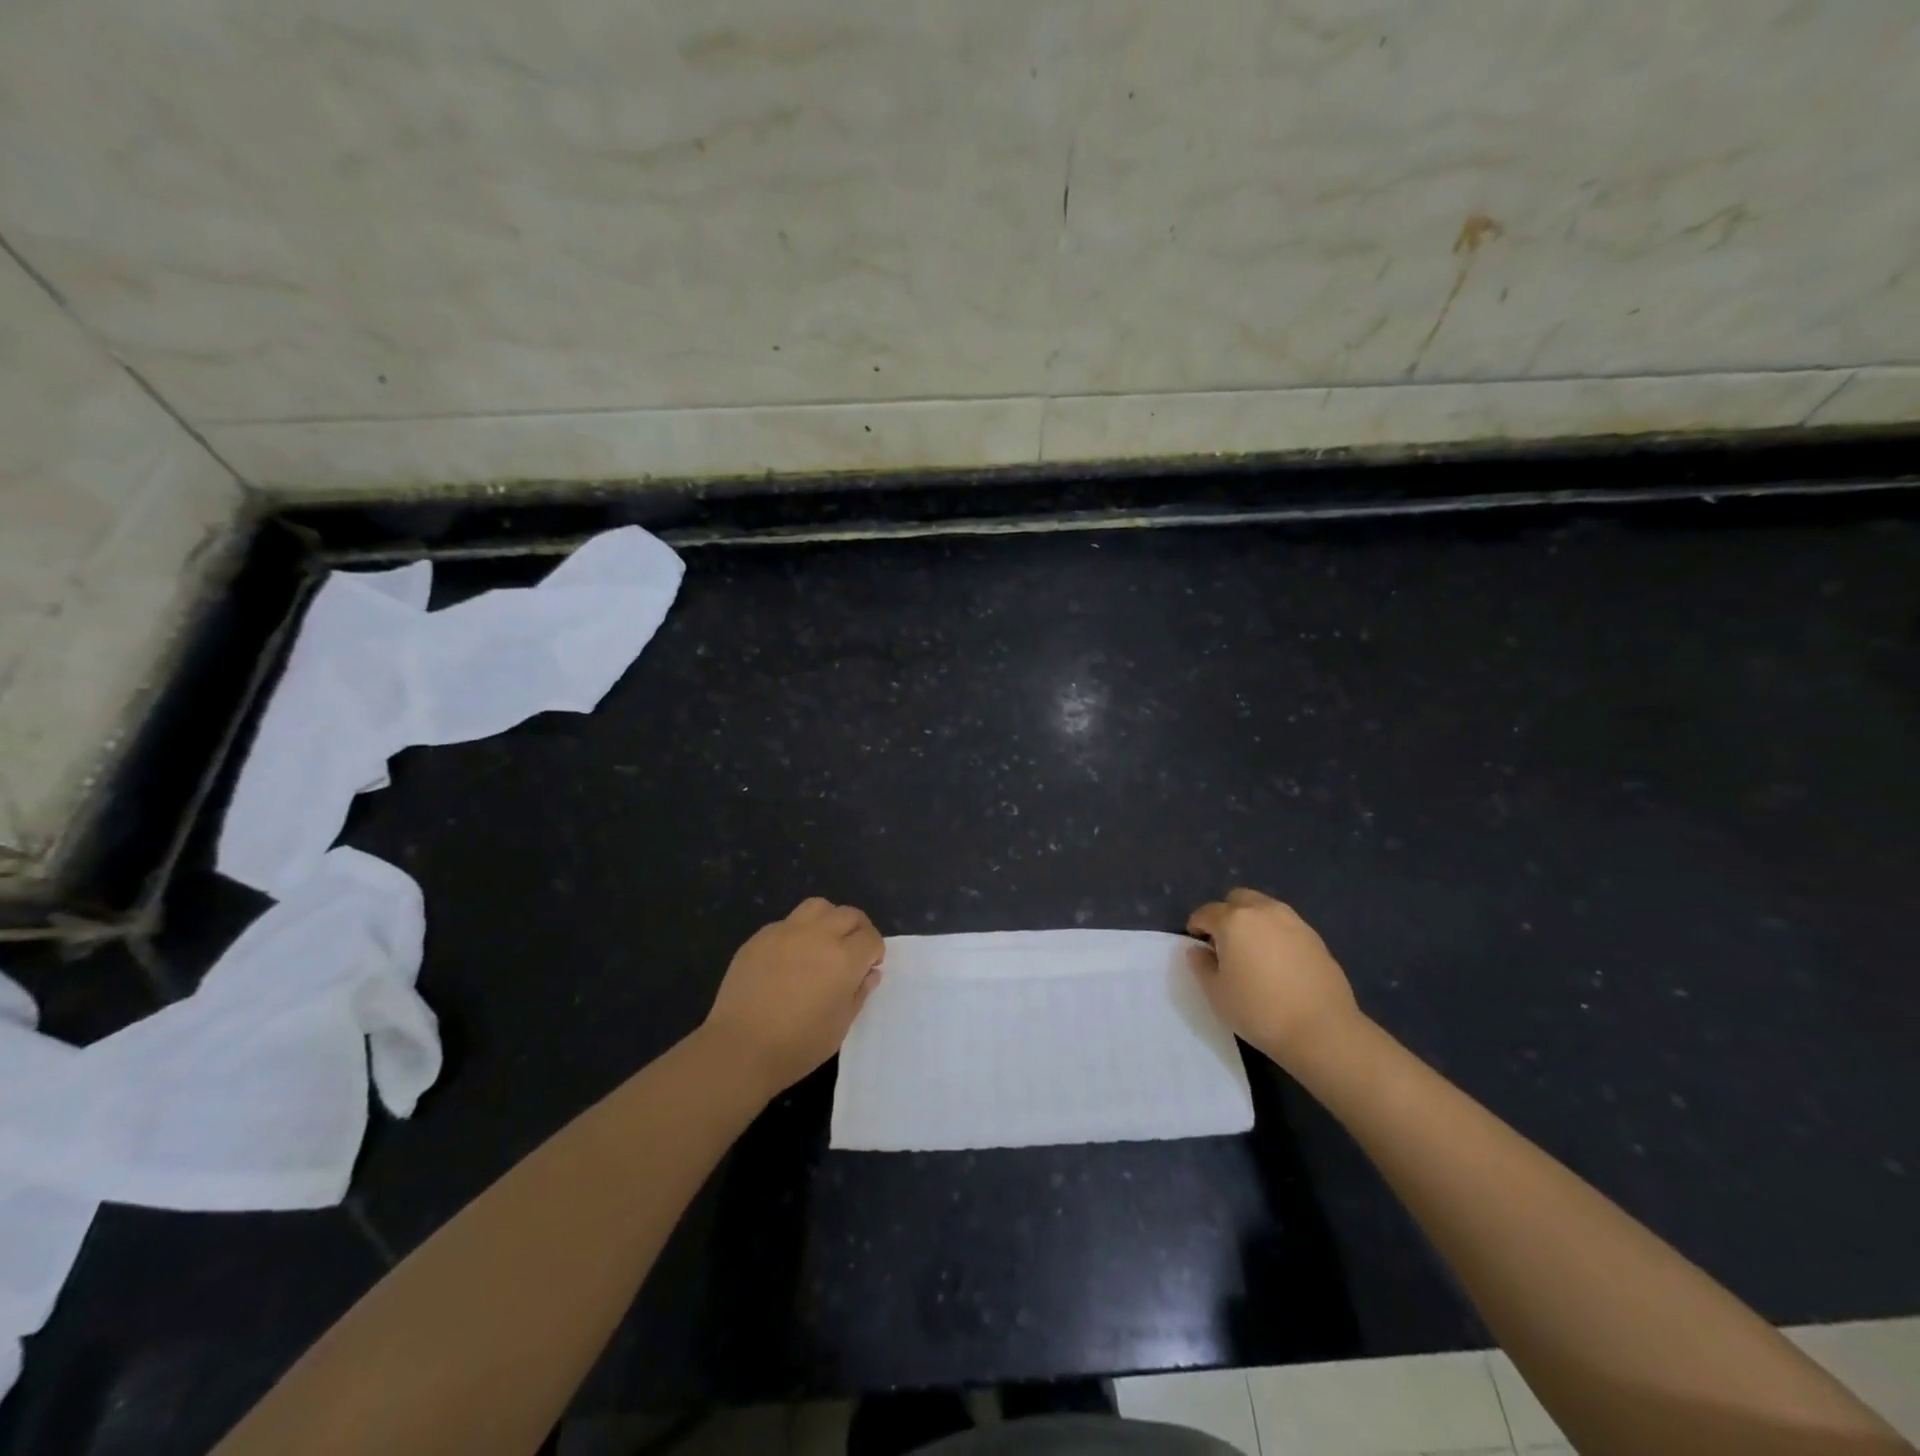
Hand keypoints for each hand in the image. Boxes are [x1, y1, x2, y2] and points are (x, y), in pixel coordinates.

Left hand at [702, 898, 884, 1099]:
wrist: (740, 1049)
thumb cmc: (797, 1046)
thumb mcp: (840, 1026)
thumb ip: (859, 993)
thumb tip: (869, 973)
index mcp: (844, 959)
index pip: (871, 938)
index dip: (874, 952)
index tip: (867, 968)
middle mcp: (818, 936)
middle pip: (849, 915)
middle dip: (858, 930)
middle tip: (851, 952)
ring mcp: (786, 932)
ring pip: (818, 907)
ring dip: (829, 920)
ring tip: (822, 943)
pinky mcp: (760, 937)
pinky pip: (787, 922)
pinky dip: (798, 932)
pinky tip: (789, 957)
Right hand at [1187, 888, 1363, 1072]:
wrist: (1322, 1030)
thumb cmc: (1259, 1011)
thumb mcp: (1216, 993)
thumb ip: (1201, 965)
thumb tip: (1198, 950)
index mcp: (1234, 920)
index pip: (1206, 912)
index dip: (1197, 926)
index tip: (1198, 945)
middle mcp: (1263, 911)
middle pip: (1237, 899)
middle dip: (1226, 914)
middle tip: (1226, 943)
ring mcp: (1293, 922)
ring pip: (1265, 908)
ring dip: (1253, 921)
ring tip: (1254, 952)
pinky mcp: (1315, 937)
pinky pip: (1286, 925)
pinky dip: (1276, 934)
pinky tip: (1279, 963)